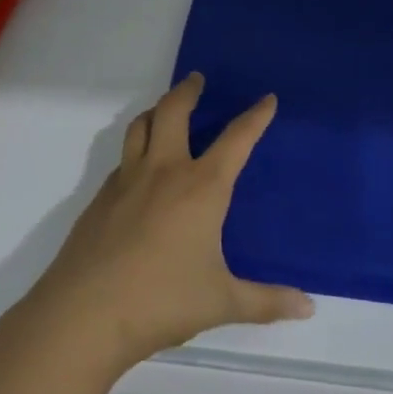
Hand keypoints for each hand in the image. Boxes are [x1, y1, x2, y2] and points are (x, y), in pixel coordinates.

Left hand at [29, 73, 313, 370]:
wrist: (85, 313)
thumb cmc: (162, 301)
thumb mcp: (222, 303)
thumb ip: (266, 301)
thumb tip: (308, 307)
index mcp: (201, 188)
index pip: (236, 139)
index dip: (255, 117)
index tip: (266, 99)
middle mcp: (164, 172)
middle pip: (174, 112)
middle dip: (188, 90)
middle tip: (197, 79)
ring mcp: (127, 181)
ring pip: (140, 127)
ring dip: (156, 111)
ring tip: (165, 112)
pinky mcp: (100, 198)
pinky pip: (123, 159)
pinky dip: (136, 150)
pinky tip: (141, 172)